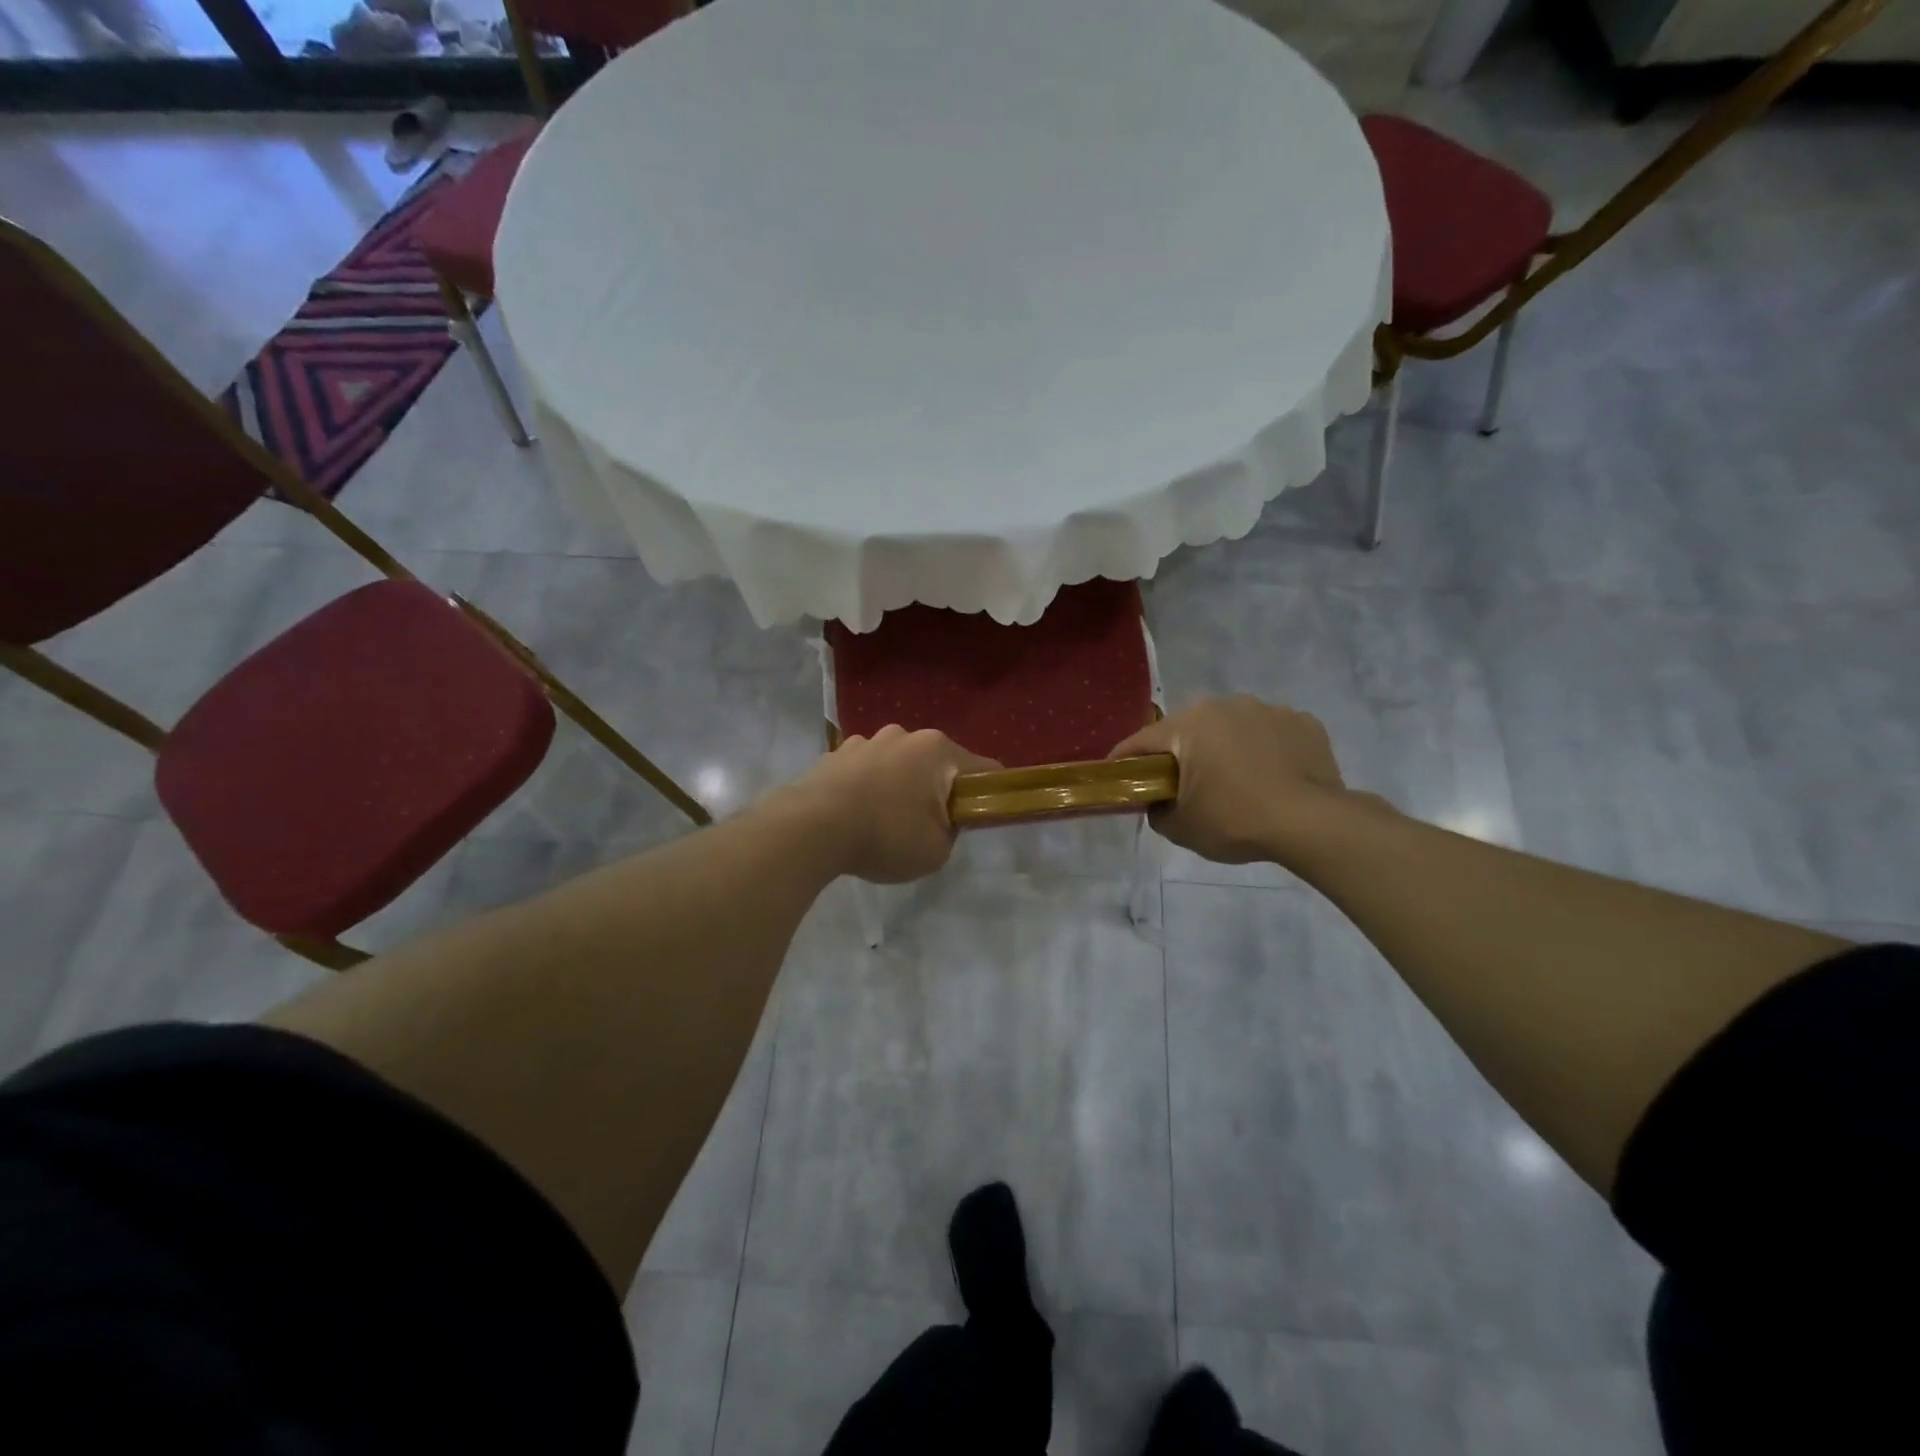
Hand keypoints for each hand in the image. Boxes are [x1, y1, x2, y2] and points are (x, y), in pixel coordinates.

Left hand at [787, 726, 999, 883]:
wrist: (810, 828)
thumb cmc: (885, 836)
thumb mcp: (936, 850)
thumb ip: (951, 831)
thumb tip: (941, 820)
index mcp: (938, 750)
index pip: (984, 769)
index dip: (990, 794)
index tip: (983, 817)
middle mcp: (905, 735)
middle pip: (937, 763)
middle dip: (938, 790)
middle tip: (929, 826)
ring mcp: (867, 740)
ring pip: (899, 763)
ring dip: (901, 785)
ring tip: (885, 821)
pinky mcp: (835, 753)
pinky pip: (866, 769)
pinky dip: (869, 786)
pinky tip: (856, 814)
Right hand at [1111, 696, 1358, 865]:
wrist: (1311, 824)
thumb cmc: (1235, 820)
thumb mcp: (1180, 828)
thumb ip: (1157, 811)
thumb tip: (1160, 802)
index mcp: (1189, 724)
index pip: (1142, 741)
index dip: (1125, 760)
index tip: (1116, 775)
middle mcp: (1226, 705)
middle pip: (1190, 730)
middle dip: (1182, 753)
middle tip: (1184, 785)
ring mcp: (1269, 709)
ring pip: (1234, 728)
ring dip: (1227, 748)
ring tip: (1236, 782)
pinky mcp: (1305, 722)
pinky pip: (1272, 734)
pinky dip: (1266, 751)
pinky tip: (1273, 778)